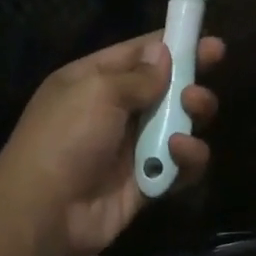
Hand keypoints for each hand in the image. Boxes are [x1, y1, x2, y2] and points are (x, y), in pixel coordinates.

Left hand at [0, 33, 223, 255]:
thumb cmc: (65, 138)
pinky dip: (187, 157)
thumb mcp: (97, 91)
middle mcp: (113, 111)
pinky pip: (179, 165)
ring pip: (178, 125)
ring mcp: (131, 148)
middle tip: (201, 85)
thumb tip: (163, 53)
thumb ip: (138, 75)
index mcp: (93, 81)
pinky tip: (179, 152)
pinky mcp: (147, 182)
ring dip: (192, 116)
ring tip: (192, 111)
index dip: (174, 45)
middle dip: (190, 83)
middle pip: (164, 89)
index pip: (138, 54)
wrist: (45, 212)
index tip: (211, 42)